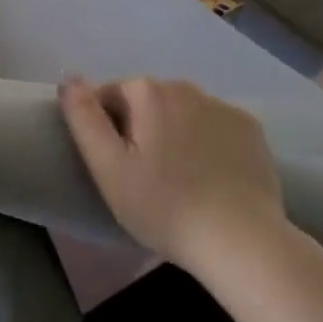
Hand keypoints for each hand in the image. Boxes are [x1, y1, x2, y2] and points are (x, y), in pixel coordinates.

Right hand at [59, 77, 286, 275]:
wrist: (242, 243)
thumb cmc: (163, 205)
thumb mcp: (107, 166)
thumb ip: (82, 116)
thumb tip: (69, 78)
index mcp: (148, 92)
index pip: (108, 95)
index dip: (104, 128)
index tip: (112, 164)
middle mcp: (187, 87)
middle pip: (146, 101)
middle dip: (138, 127)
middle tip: (141, 175)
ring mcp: (224, 107)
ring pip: (181, 112)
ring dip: (172, 132)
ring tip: (176, 178)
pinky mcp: (252, 130)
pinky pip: (213, 127)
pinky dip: (205, 142)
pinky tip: (209, 177)